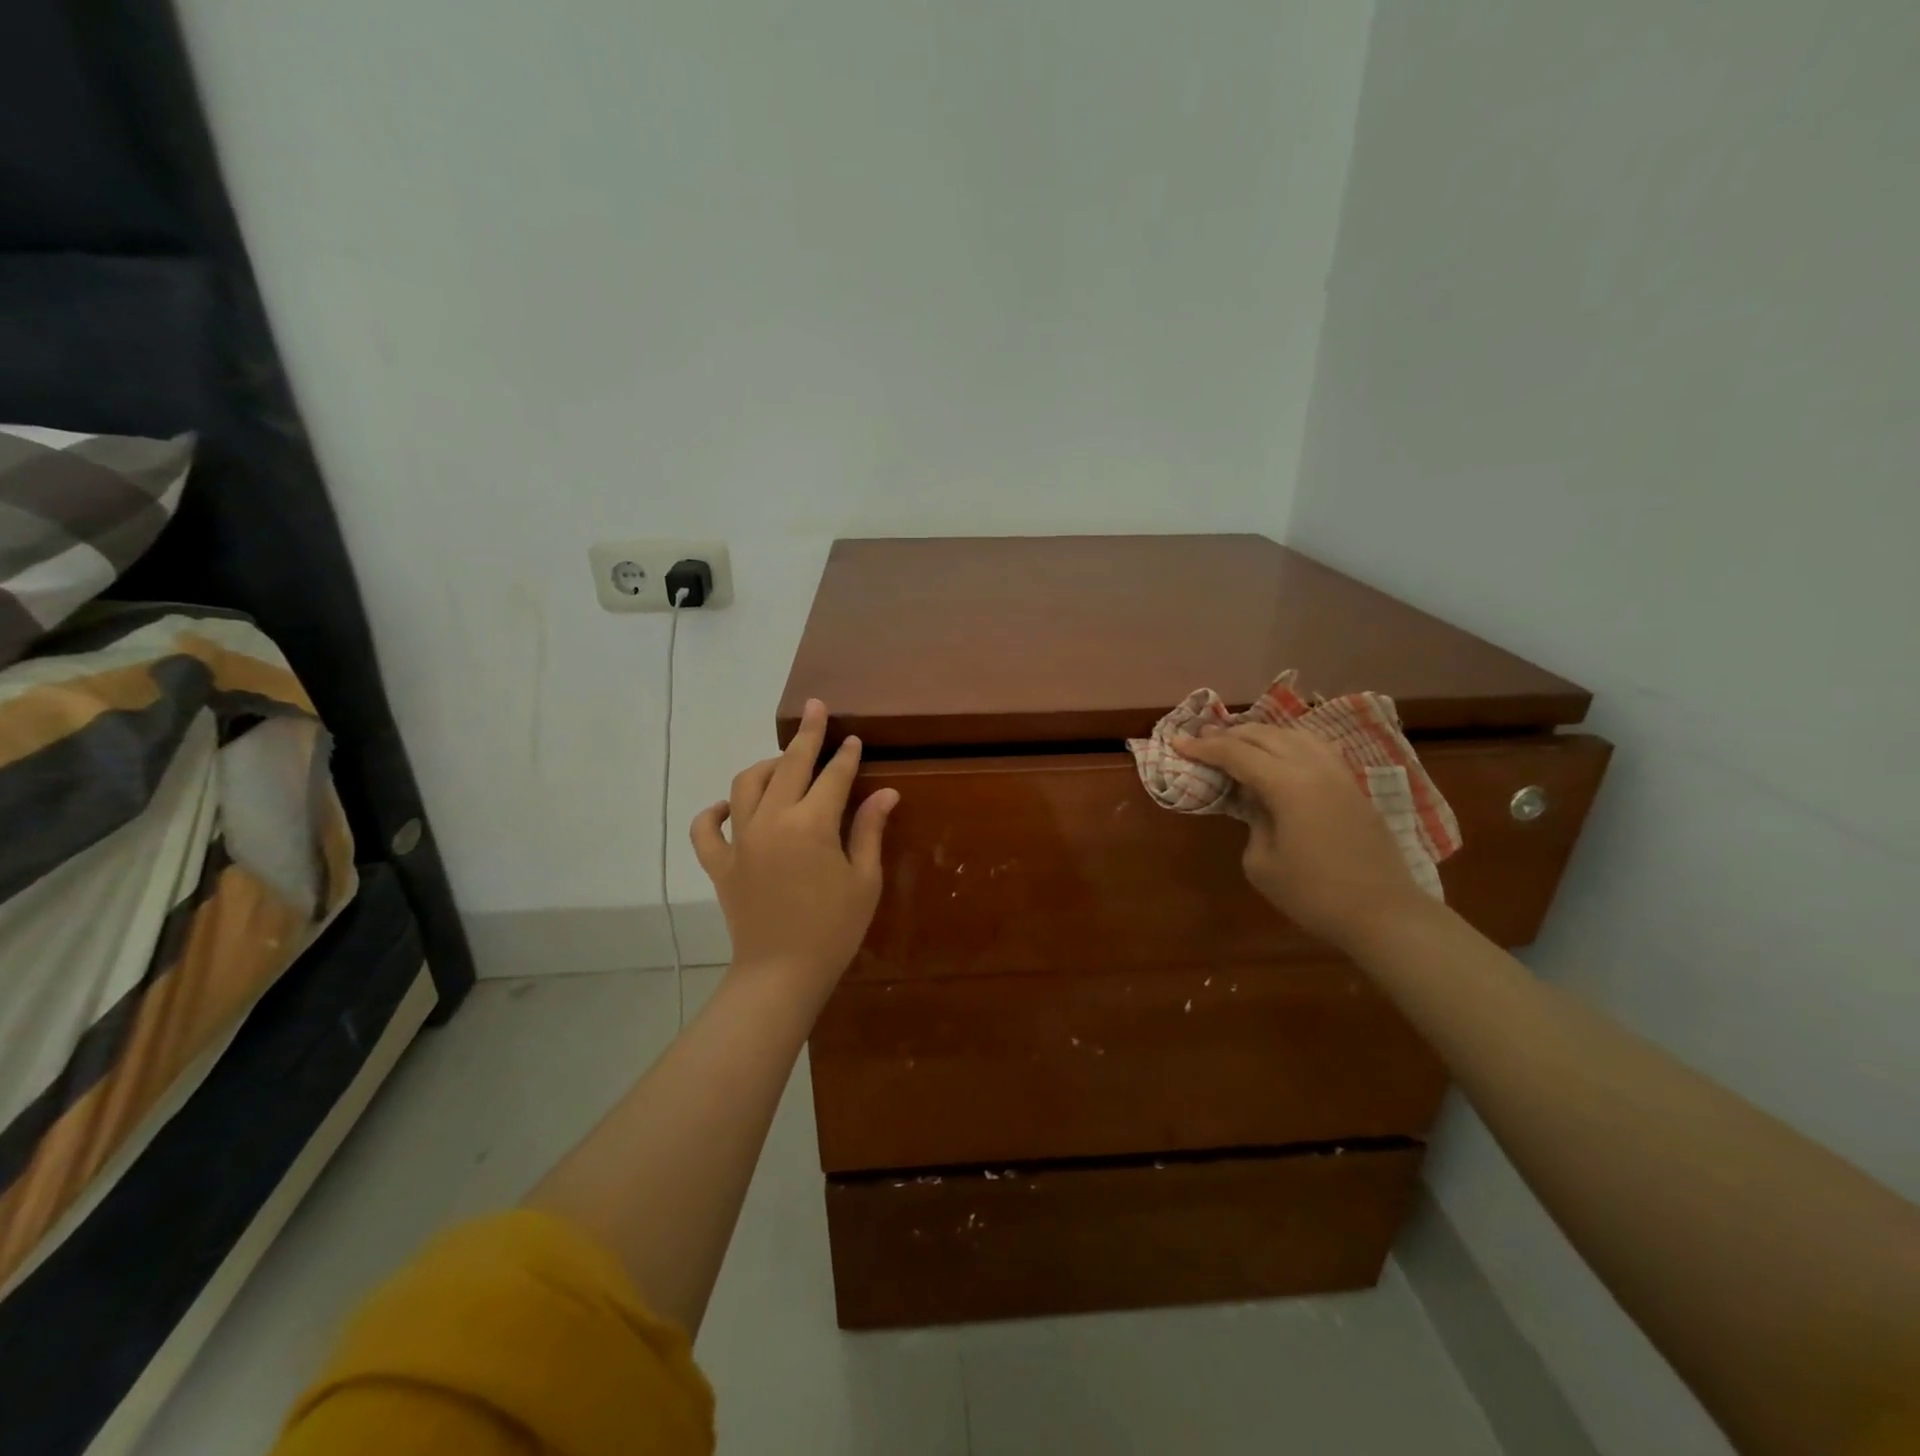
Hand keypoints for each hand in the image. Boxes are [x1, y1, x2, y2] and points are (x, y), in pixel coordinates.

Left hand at [691, 699, 898, 998]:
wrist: (781, 974)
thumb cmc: (833, 929)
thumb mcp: (863, 879)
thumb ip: (869, 830)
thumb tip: (885, 793)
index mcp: (812, 824)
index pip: (833, 777)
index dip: (846, 756)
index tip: (853, 739)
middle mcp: (772, 820)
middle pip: (789, 766)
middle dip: (807, 736)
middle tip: (815, 709)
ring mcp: (741, 840)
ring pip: (745, 785)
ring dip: (765, 766)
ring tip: (781, 762)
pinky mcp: (720, 863)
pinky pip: (706, 829)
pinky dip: (714, 812)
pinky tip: (729, 806)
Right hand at [1174, 723, 1428, 952]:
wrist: (1384, 913)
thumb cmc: (1314, 894)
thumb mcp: (1262, 863)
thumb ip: (1253, 823)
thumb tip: (1259, 806)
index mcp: (1287, 784)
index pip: (1236, 753)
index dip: (1204, 747)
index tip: (1178, 742)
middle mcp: (1314, 767)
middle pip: (1265, 735)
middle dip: (1229, 735)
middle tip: (1202, 741)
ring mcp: (1339, 774)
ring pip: (1294, 735)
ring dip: (1261, 734)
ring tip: (1238, 742)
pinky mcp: (1353, 786)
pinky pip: (1315, 748)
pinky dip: (1289, 743)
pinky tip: (1281, 753)